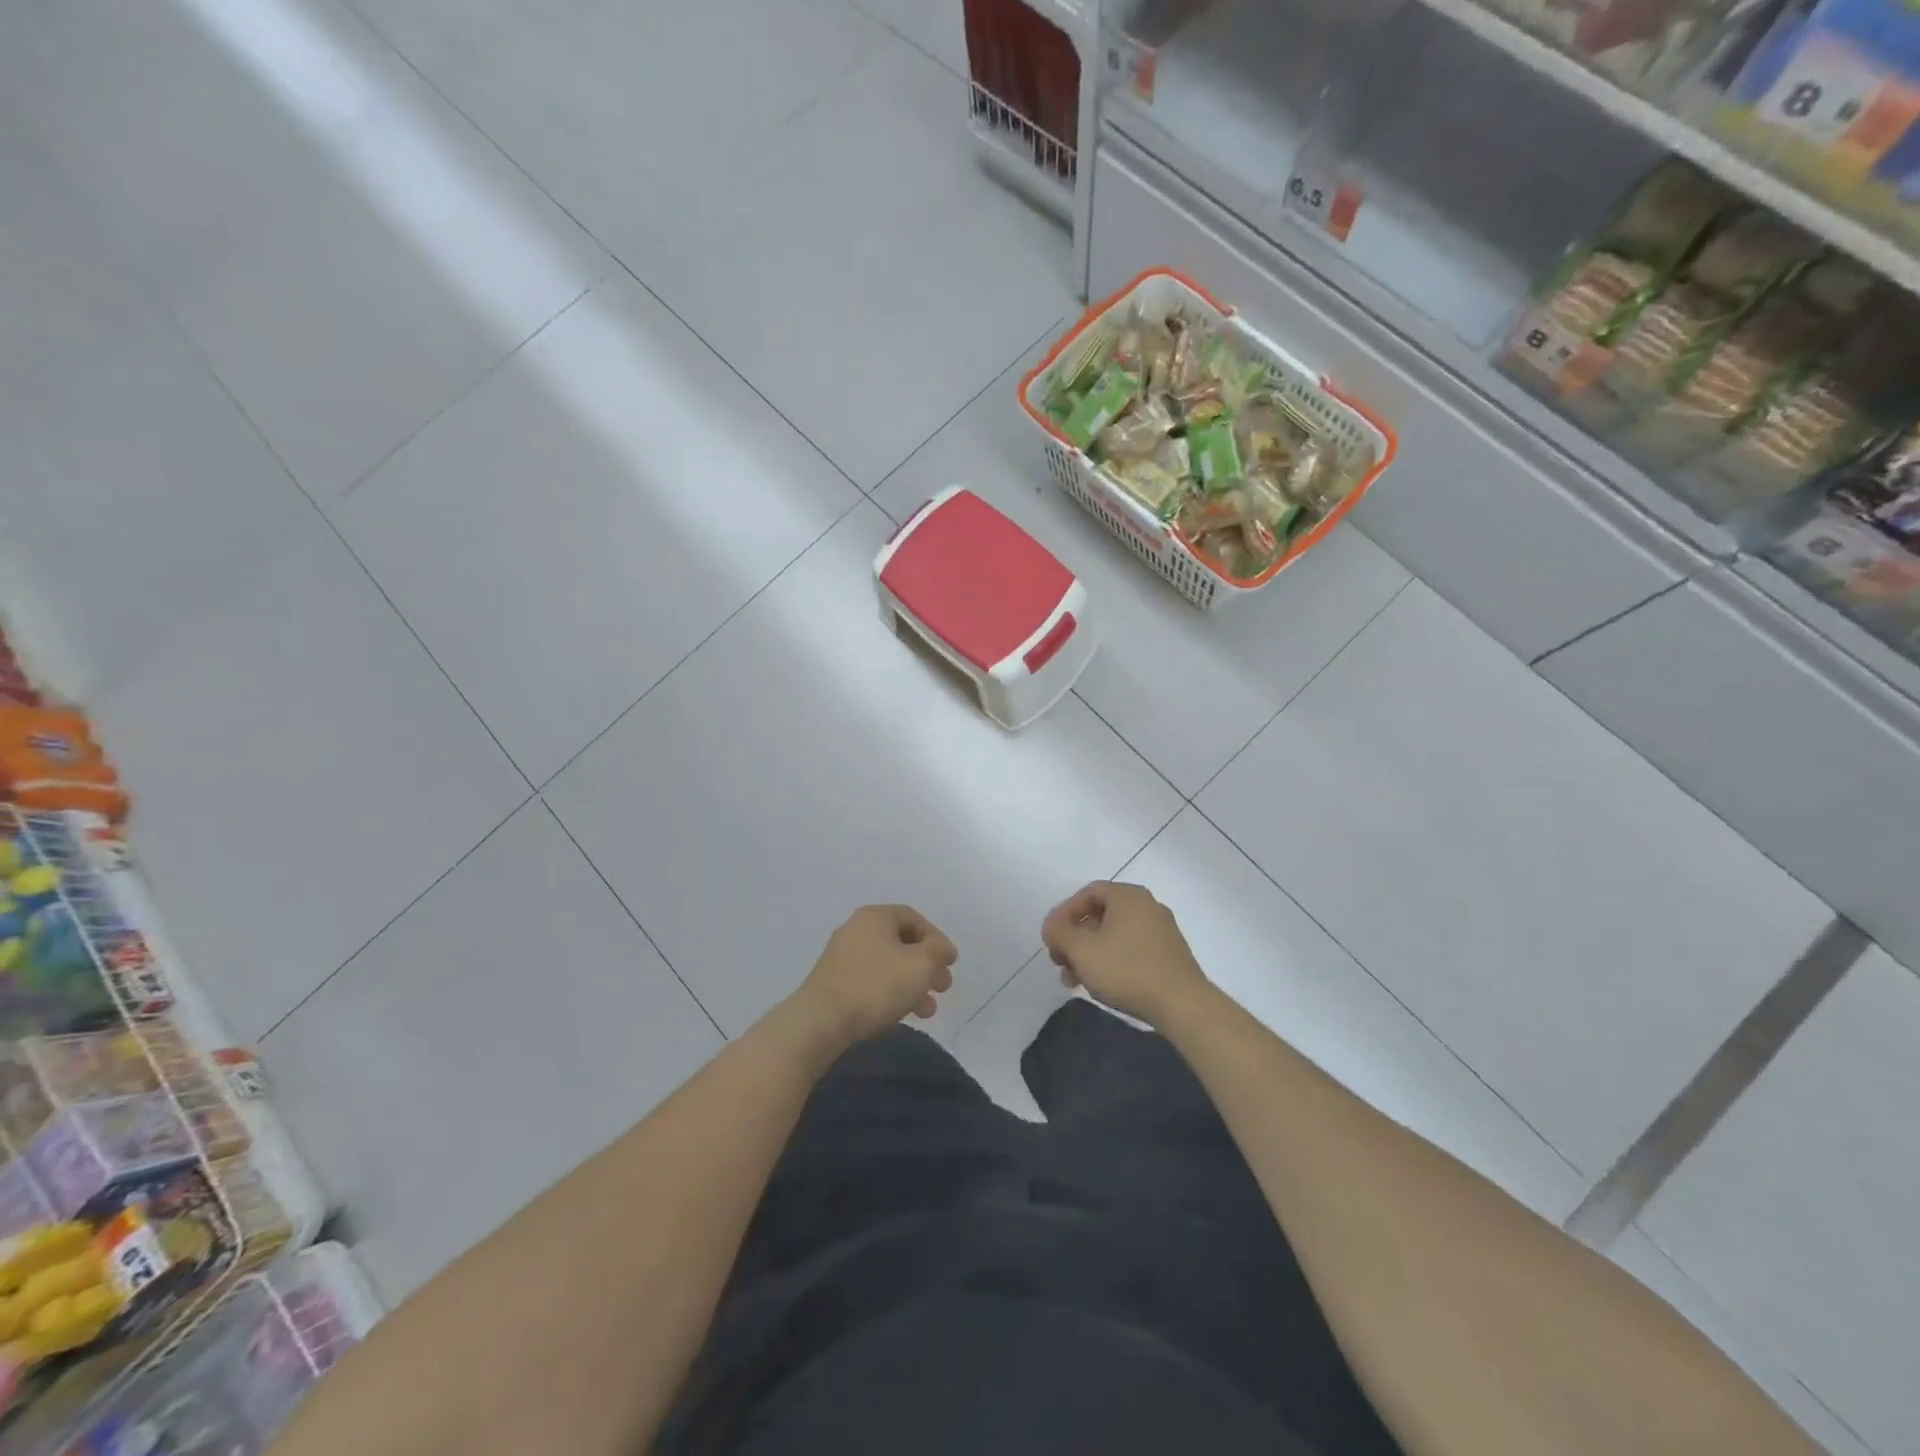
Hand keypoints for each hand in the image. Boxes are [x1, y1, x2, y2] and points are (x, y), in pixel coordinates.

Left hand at [791, 905, 957, 1043]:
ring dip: (912, 985)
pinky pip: (871, 982)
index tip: (950, 963)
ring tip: (927, 1011)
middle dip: (926, 966)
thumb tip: (943, 948)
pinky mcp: (834, 983)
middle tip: (943, 988)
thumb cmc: (876, 985)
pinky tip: (901, 1015)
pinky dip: (891, 994)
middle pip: (901, 943)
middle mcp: (856, 930)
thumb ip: (938, 951)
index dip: (937, 939)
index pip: (914, 919)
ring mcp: (842, 957)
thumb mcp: (920, 964)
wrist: (821, 1021)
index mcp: (875, 916)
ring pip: (888, 966)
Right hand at [1042, 882, 1208, 1027]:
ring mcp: (1162, 931)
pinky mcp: (1169, 955)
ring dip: (1089, 954)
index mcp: (1128, 896)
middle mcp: (1147, 906)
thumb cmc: (1127, 970)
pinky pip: (1131, 949)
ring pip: (1114, 936)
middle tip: (1060, 962)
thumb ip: (1059, 932)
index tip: (1051, 938)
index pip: (1088, 893)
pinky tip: (1101, 985)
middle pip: (1100, 915)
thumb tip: (1052, 927)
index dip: (1064, 914)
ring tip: (1075, 981)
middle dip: (1075, 939)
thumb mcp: (1082, 950)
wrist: (1183, 1005)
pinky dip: (1111, 961)